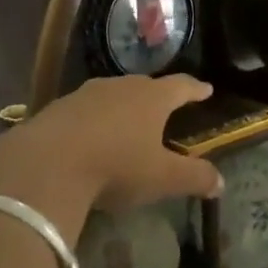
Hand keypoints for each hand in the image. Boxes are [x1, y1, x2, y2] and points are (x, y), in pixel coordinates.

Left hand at [0, 76, 223, 231]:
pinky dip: (93, 118)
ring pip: (113, 94)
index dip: (196, 89)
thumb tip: (221, 182)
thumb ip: (193, 178)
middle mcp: (122, 87)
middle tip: (165, 104)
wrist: (46, 163)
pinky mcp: (57, 108)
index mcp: (153, 98)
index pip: (182, 86)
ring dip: (122, 105)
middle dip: (157, 95)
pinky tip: (89, 136)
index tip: (206, 89)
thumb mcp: (161, 178)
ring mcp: (87, 94)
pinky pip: (84, 109)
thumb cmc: (116, 166)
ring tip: (127, 119)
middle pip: (146, 85)